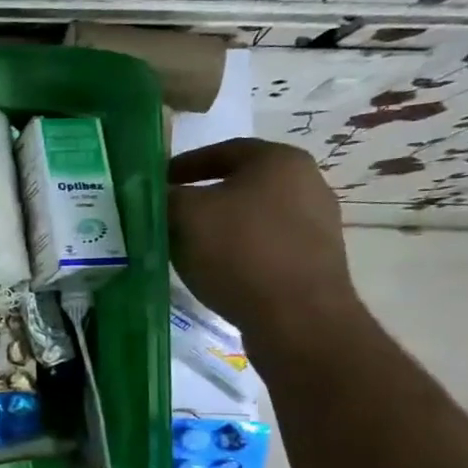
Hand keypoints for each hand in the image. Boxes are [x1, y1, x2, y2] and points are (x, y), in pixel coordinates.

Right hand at [169, 139, 364, 350]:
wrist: (297, 318)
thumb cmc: (239, 252)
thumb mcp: (185, 216)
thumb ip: (164, 196)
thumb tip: (151, 193)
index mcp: (279, 160)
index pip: (222, 150)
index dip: (183, 165)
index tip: (156, 183)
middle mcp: (306, 183)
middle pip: (238, 184)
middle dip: (199, 198)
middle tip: (166, 215)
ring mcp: (316, 223)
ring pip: (250, 216)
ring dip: (217, 227)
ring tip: (185, 246)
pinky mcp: (314, 259)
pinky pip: (264, 245)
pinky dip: (236, 251)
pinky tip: (215, 270)